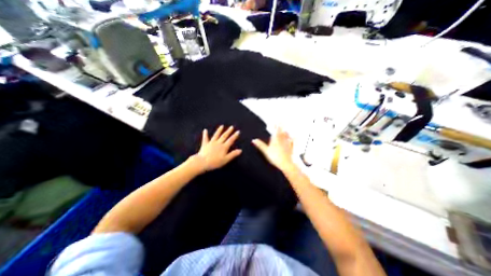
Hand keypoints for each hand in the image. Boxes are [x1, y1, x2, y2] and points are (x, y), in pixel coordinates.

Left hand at [195, 124, 242, 171]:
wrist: (202, 162)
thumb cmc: (215, 162)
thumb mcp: (226, 159)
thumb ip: (233, 154)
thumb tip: (240, 150)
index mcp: (224, 147)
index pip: (231, 140)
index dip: (235, 136)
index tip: (238, 131)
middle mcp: (218, 143)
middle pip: (224, 136)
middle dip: (228, 131)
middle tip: (231, 127)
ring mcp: (211, 142)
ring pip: (216, 135)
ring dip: (219, 130)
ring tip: (221, 126)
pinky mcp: (205, 144)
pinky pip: (205, 138)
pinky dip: (205, 134)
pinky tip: (205, 130)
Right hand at [253, 127, 294, 171]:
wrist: (286, 163)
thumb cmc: (275, 157)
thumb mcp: (266, 151)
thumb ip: (260, 145)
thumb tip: (254, 140)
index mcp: (276, 139)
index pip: (276, 130)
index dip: (276, 125)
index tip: (275, 122)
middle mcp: (282, 139)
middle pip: (282, 131)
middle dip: (281, 127)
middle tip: (280, 123)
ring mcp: (287, 143)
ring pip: (287, 135)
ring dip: (286, 131)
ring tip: (285, 129)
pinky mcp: (291, 147)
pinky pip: (292, 141)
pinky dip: (291, 138)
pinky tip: (292, 138)